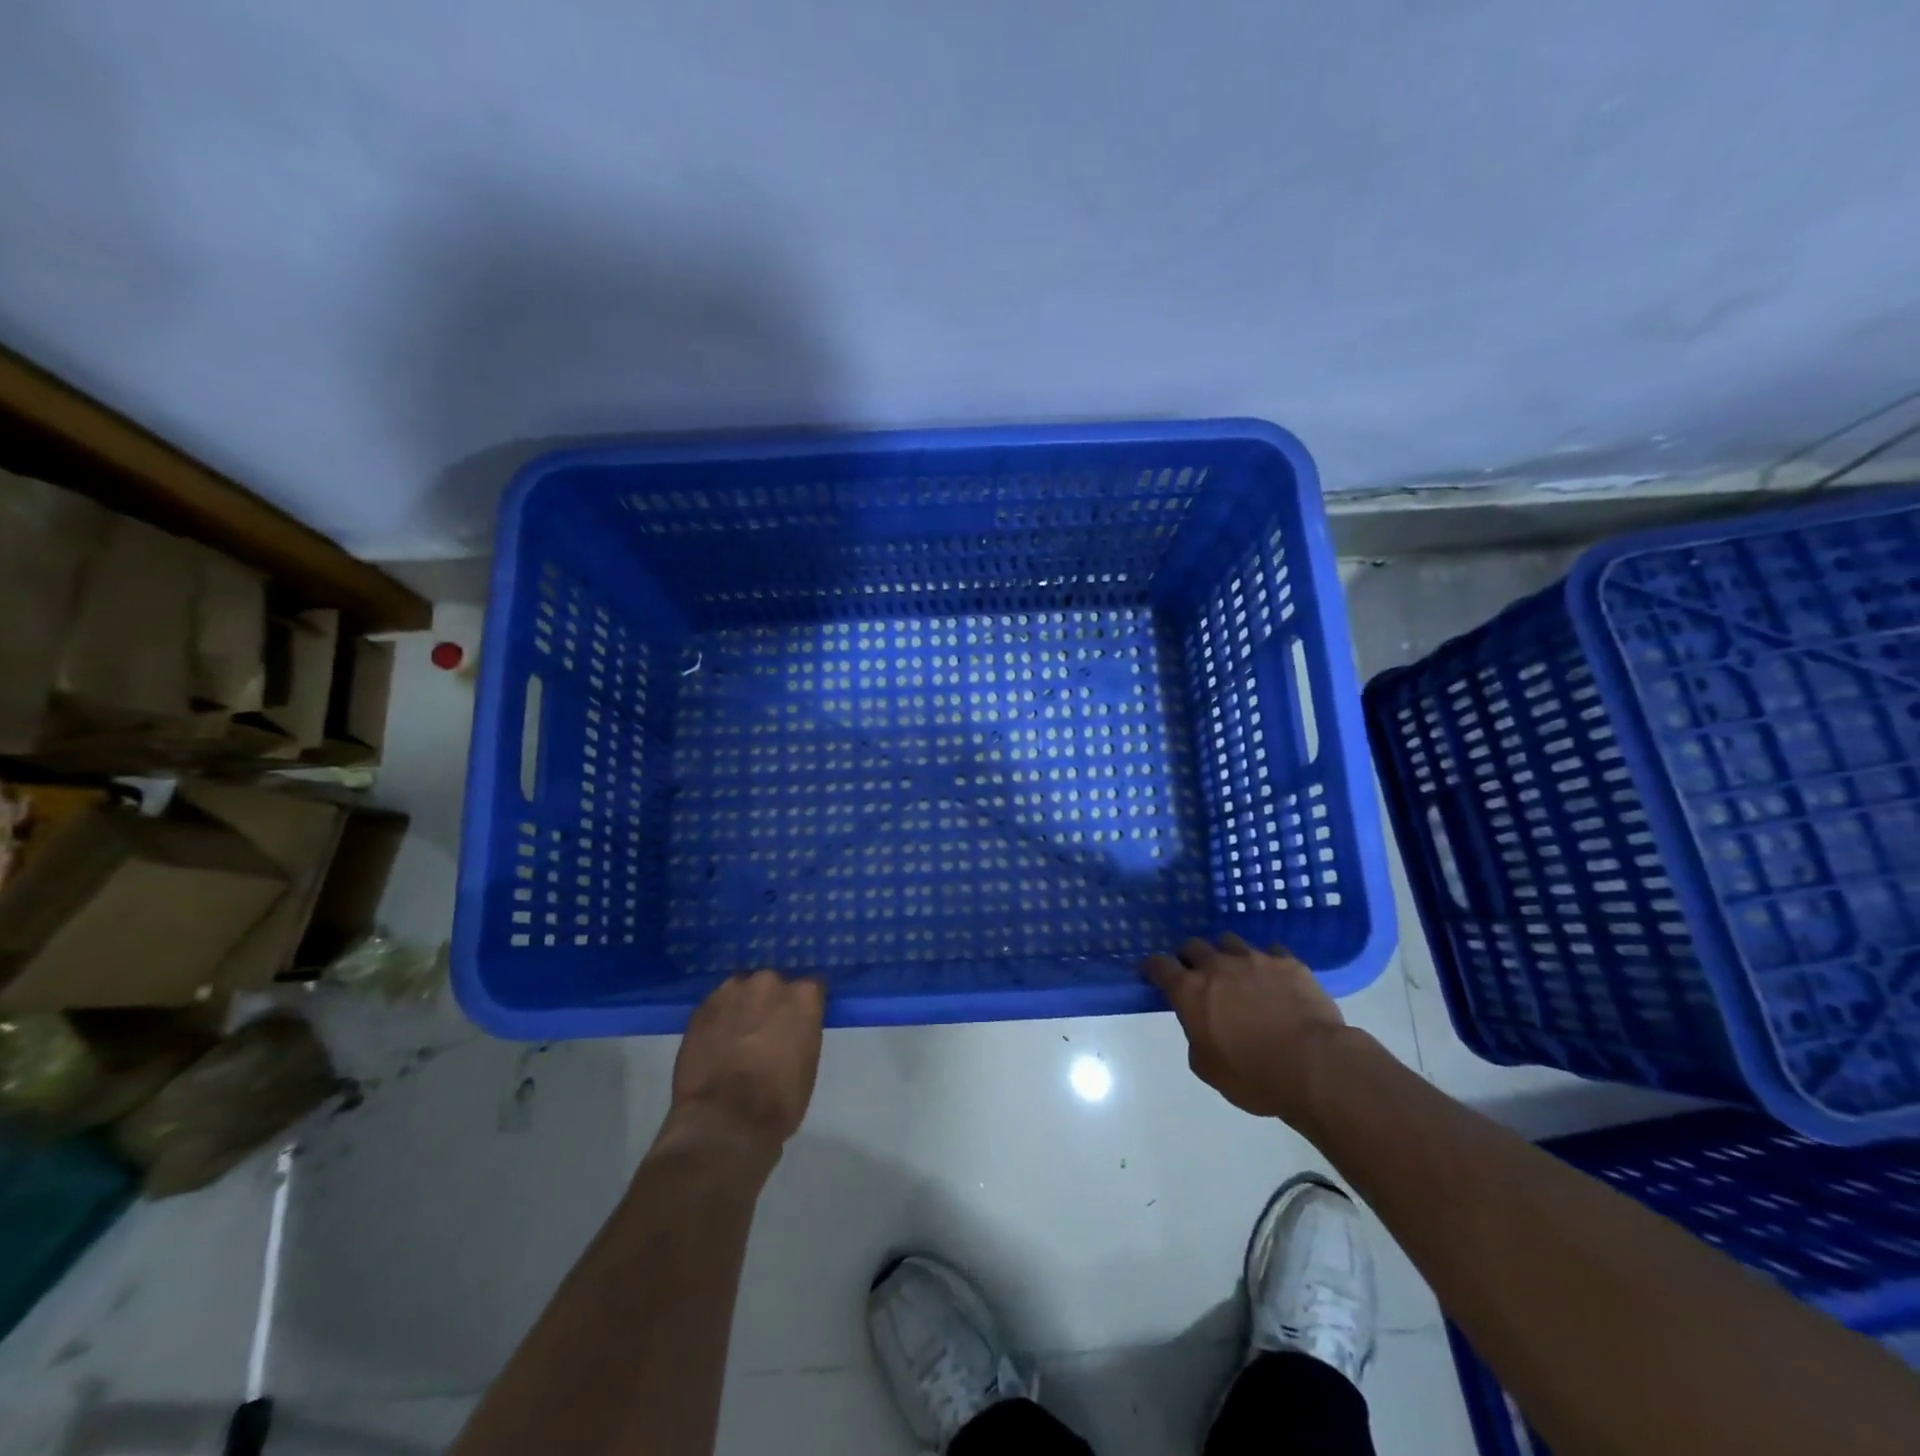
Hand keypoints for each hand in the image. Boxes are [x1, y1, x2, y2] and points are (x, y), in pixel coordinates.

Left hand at [667, 970, 824, 1154]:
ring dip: (742, 1007)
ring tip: (736, 1036)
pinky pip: (716, 1006)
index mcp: (803, 996)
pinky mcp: (701, 1007)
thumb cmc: (779, 1100)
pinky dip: (719, 1019)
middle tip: (766, 1030)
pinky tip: (716, 1042)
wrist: (724, 1121)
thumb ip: (802, 1031)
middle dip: (770, 1003)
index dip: (803, 1007)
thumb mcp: (808, 1063)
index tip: (799, 1022)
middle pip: (773, 986)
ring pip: (741, 991)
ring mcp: (732, 991)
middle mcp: (769, 983)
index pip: (811, 988)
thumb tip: (791, 1030)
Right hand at [1144, 935, 1349, 1120]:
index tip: (1152, 972)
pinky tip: (1272, 977)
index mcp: (1191, 991)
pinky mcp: (1288, 962)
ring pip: (1229, 941)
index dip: (1153, 967)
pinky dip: (1265, 962)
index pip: (1159, 965)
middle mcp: (1217, 966)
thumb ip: (1196, 1038)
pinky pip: (1270, 951)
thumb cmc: (1254, 1076)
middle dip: (1190, 957)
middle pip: (1193, 945)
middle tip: (1196, 974)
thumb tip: (1200, 1025)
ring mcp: (1254, 959)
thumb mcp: (1208, 1068)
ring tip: (1235, 971)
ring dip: (1225, 954)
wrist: (1315, 1066)